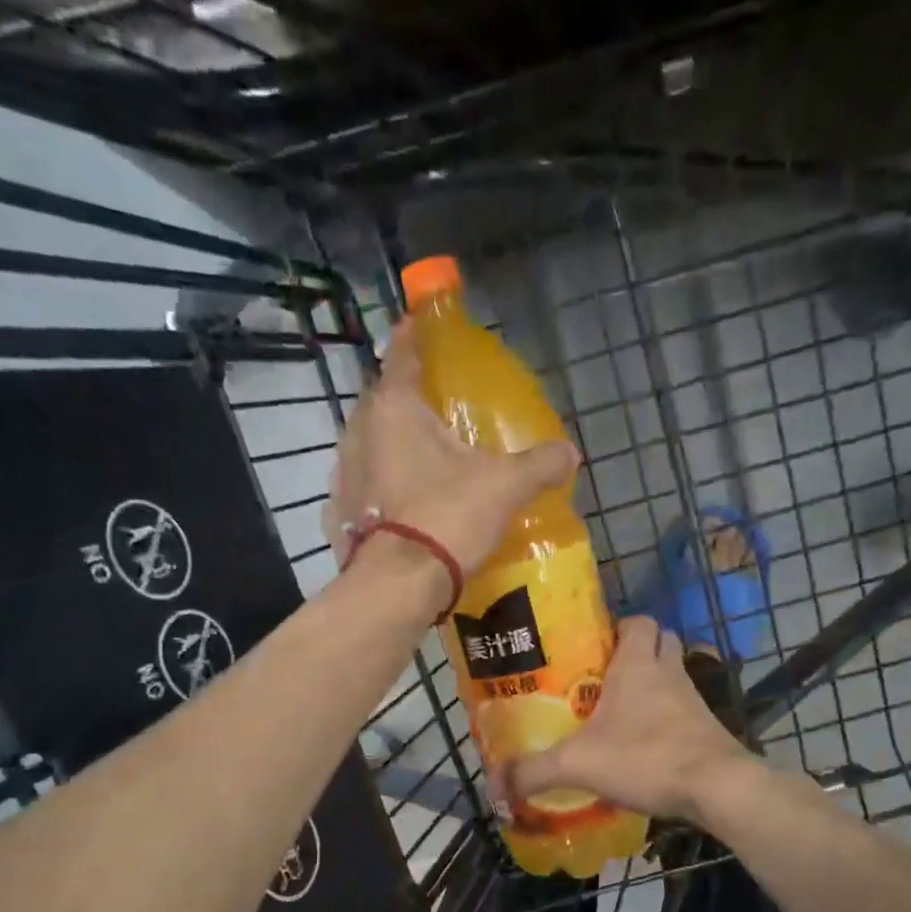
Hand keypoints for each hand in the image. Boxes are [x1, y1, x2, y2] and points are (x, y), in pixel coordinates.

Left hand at [322, 321, 579, 578]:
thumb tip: (569, 454)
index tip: (418, 325)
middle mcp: (359, 432)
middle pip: (382, 402)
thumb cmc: (447, 517)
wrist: (398, 586)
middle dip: (405, 400)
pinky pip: (364, 487)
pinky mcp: (340, 514)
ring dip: (391, 446)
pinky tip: (402, 503)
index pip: (401, 354)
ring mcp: (343, 475)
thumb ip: (539, 465)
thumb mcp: (504, 487)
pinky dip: (381, 487)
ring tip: (422, 459)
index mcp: (394, 409)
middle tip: (434, 408)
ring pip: (369, 446)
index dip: (413, 337)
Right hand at [505, 617, 753, 823]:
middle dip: (638, 650)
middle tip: (605, 674)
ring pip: (674, 674)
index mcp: (637, 665)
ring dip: (654, 683)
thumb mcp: (578, 765)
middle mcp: (668, 673)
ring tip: (621, 709)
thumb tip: (495, 785)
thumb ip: (534, 771)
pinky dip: (668, 717)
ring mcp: (693, 700)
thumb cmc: (645, 758)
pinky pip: (685, 709)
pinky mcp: (707, 728)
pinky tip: (646, 743)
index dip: (619, 625)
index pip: (638, 621)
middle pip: (661, 641)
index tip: (595, 644)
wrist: (716, 788)